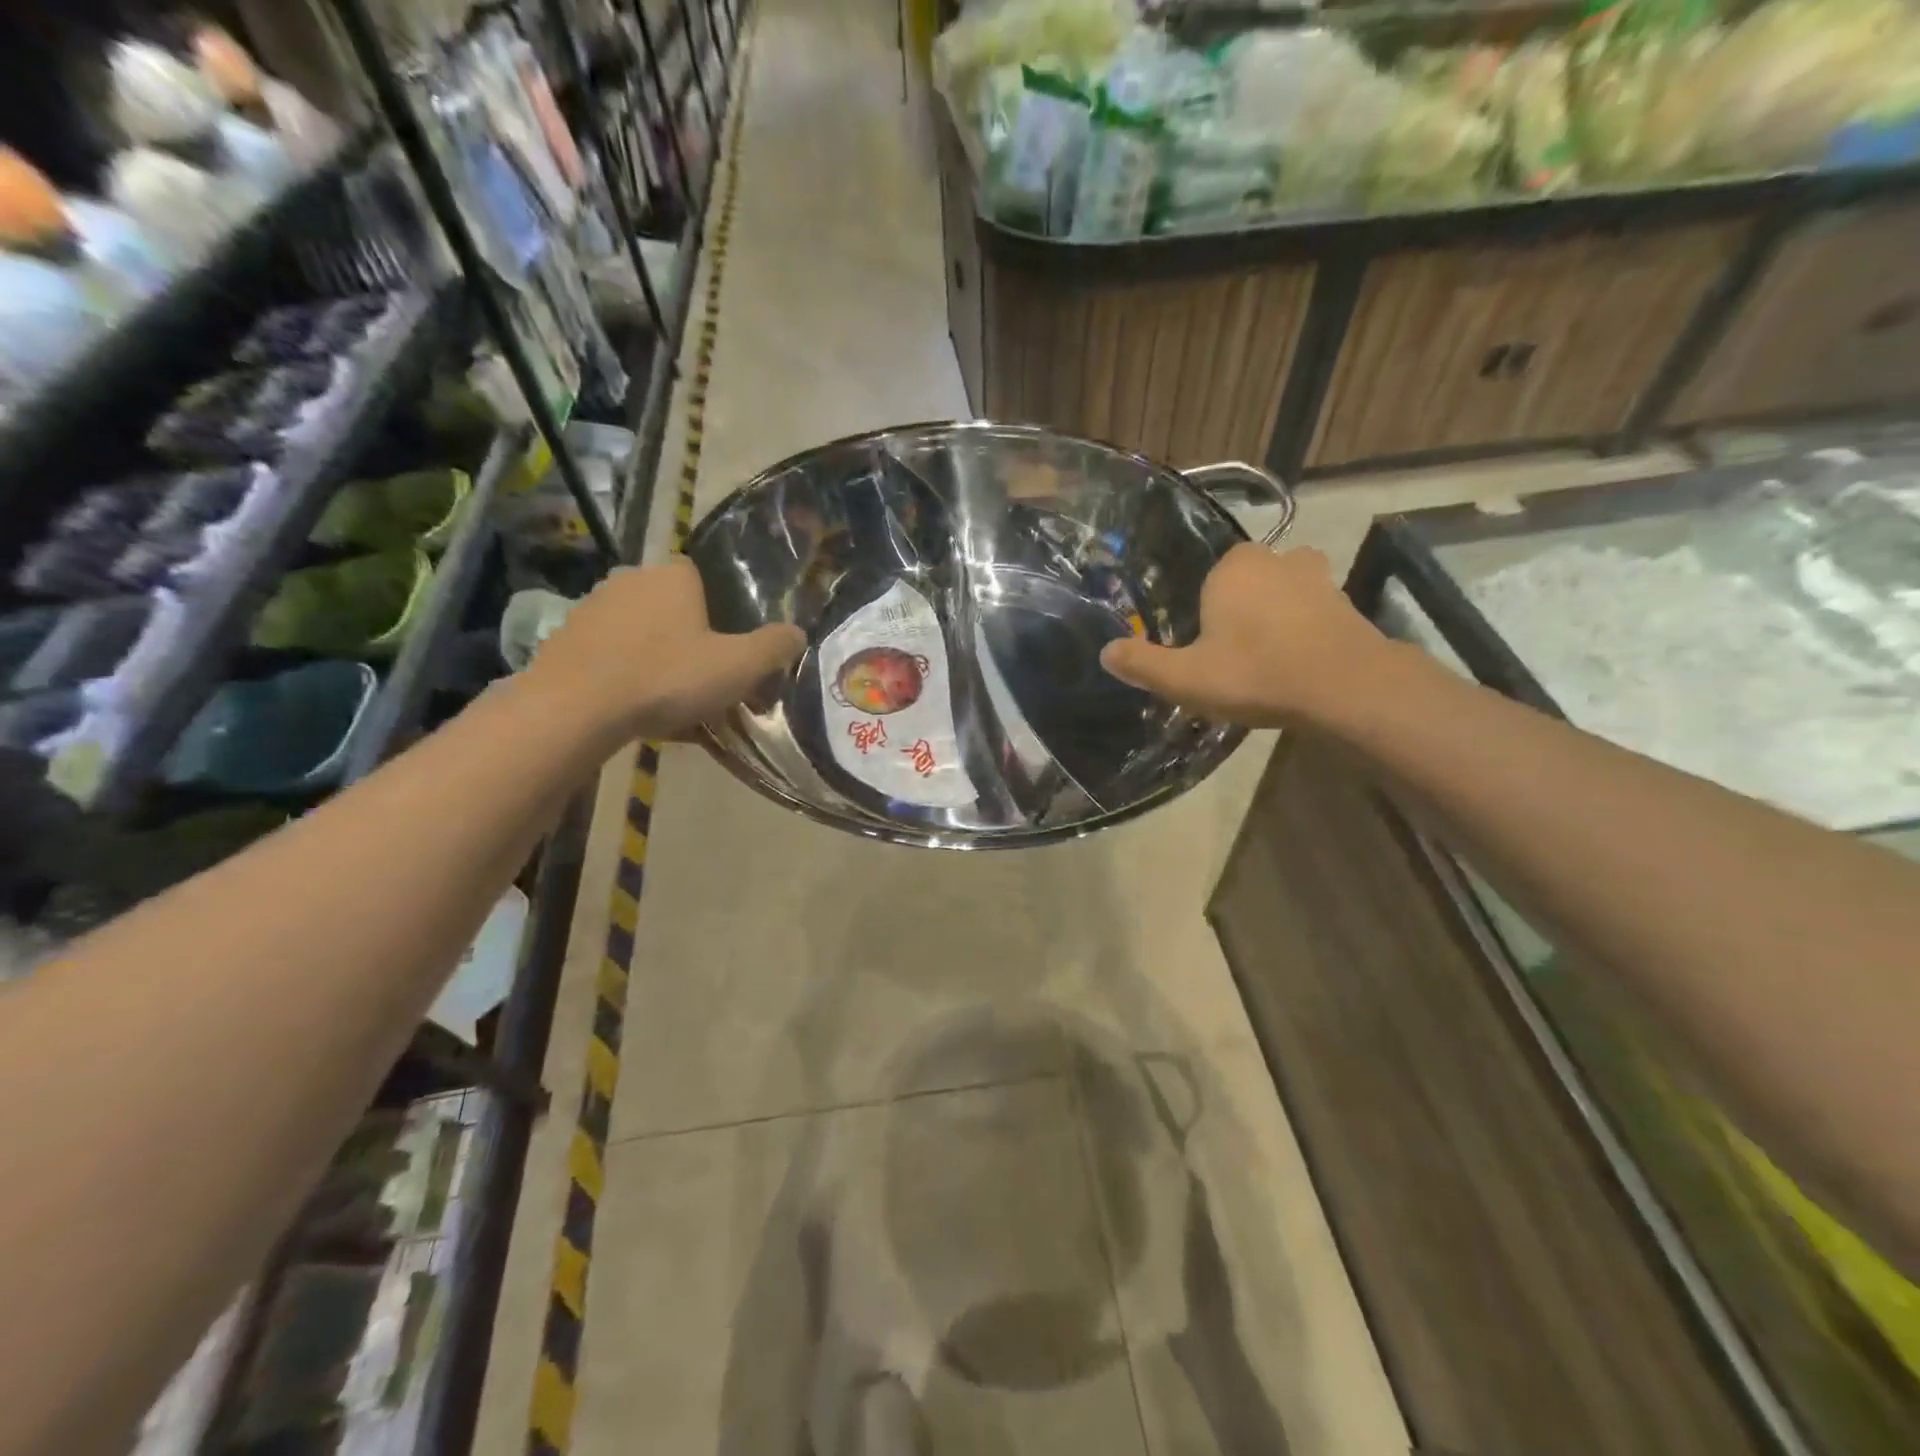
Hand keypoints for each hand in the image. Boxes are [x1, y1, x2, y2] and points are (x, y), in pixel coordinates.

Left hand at [526, 558, 804, 740]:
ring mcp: (591, 607)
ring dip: (652, 655)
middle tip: (700, 676)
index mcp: (673, 576)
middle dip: (685, 635)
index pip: (700, 577)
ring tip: (666, 699)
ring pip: (637, 630)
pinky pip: (607, 653)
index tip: (723, 645)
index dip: (716, 610)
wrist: (576, 708)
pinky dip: (621, 673)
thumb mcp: (738, 667)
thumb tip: (798, 633)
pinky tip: (631, 707)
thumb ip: (773, 647)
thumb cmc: (667, 677)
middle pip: (669, 604)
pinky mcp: (564, 639)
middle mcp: (630, 579)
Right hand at [1100, 545, 1394, 726]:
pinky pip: (1313, 612)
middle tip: (1233, 655)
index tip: (1205, 647)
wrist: (1344, 687)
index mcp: (1233, 568)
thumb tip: (1105, 653)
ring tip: (1267, 659)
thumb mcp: (1185, 678)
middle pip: (1247, 582)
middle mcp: (1276, 559)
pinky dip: (1305, 630)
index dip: (1204, 613)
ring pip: (1283, 593)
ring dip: (1275, 617)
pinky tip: (1298, 663)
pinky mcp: (1347, 602)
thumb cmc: (1255, 673)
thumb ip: (1142, 664)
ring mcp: (1318, 577)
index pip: (1209, 578)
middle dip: (1240, 610)